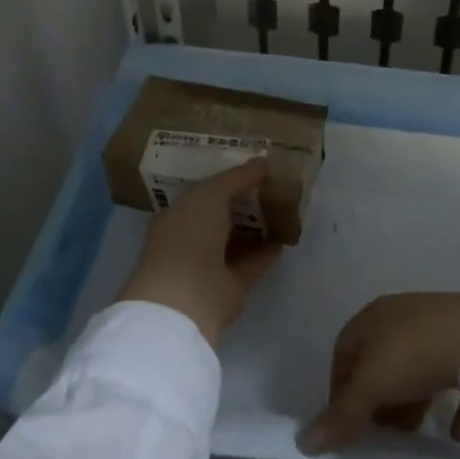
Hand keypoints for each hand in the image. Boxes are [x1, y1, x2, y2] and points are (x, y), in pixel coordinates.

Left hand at [117, 159, 281, 348]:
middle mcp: (190, 241)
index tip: (246, 169)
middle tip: (270, 185)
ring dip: (256, 228)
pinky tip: (284, 237)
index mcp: (175, 217)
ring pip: (236, 242)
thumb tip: (262, 161)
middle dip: (241, 203)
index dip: (221, 181)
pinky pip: (251, 265)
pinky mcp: (230, 289)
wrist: (185, 297)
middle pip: (219, 218)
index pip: (199, 195)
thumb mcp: (209, 194)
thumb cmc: (188, 236)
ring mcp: (209, 267)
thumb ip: (235, 177)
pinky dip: (266, 252)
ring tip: (282, 208)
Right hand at [299, 292, 459, 454]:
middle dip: (377, 400)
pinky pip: (454, 374)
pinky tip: (457, 433)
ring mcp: (438, 325)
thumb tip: (304, 442)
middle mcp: (402, 316)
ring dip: (411, 403)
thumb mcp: (371, 387)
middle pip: (379, 362)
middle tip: (381, 434)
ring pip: (415, 368)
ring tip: (414, 436)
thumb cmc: (415, 355)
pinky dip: (452, 403)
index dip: (339, 391)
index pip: (343, 353)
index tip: (345, 426)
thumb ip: (341, 415)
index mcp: (372, 318)